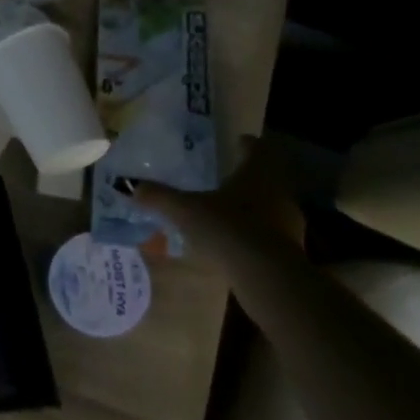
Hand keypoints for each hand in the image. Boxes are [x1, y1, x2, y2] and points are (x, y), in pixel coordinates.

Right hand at [134, 135, 304, 256]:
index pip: (256, 148)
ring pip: (270, 205)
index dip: (245, 144)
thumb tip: (128, 184)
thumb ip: (158, 196)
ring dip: (253, 206)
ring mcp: (290, 221)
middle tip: (224, 177)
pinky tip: (237, 243)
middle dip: (247, 176)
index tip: (236, 142)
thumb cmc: (228, 228)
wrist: (268, 277)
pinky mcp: (291, 249)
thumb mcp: (185, 210)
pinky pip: (271, 233)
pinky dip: (256, 233)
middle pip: (266, 176)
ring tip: (227, 212)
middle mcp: (279, 191)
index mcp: (257, 172)